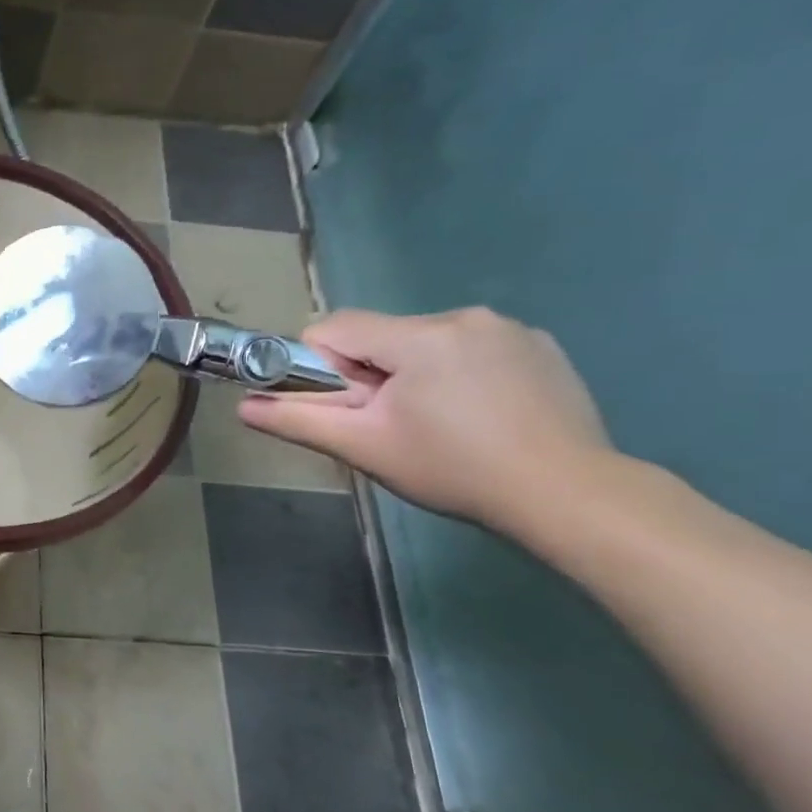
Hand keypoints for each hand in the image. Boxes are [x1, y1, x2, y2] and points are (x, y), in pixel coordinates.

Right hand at [239, 307, 611, 531]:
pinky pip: (471, 349)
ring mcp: (510, 329)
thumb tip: (243, 406)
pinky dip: (460, 375)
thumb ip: (298, 420)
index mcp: (418, 336)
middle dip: (373, 376)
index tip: (349, 408)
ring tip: (442, 426)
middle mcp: (464, 316)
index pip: (335, 328)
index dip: (324, 368)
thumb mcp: (364, 447)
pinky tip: (481, 417)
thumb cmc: (453, 469)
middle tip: (394, 426)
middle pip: (382, 337)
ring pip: (426, 343)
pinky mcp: (542, 347)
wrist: (568, 495)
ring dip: (416, 375)